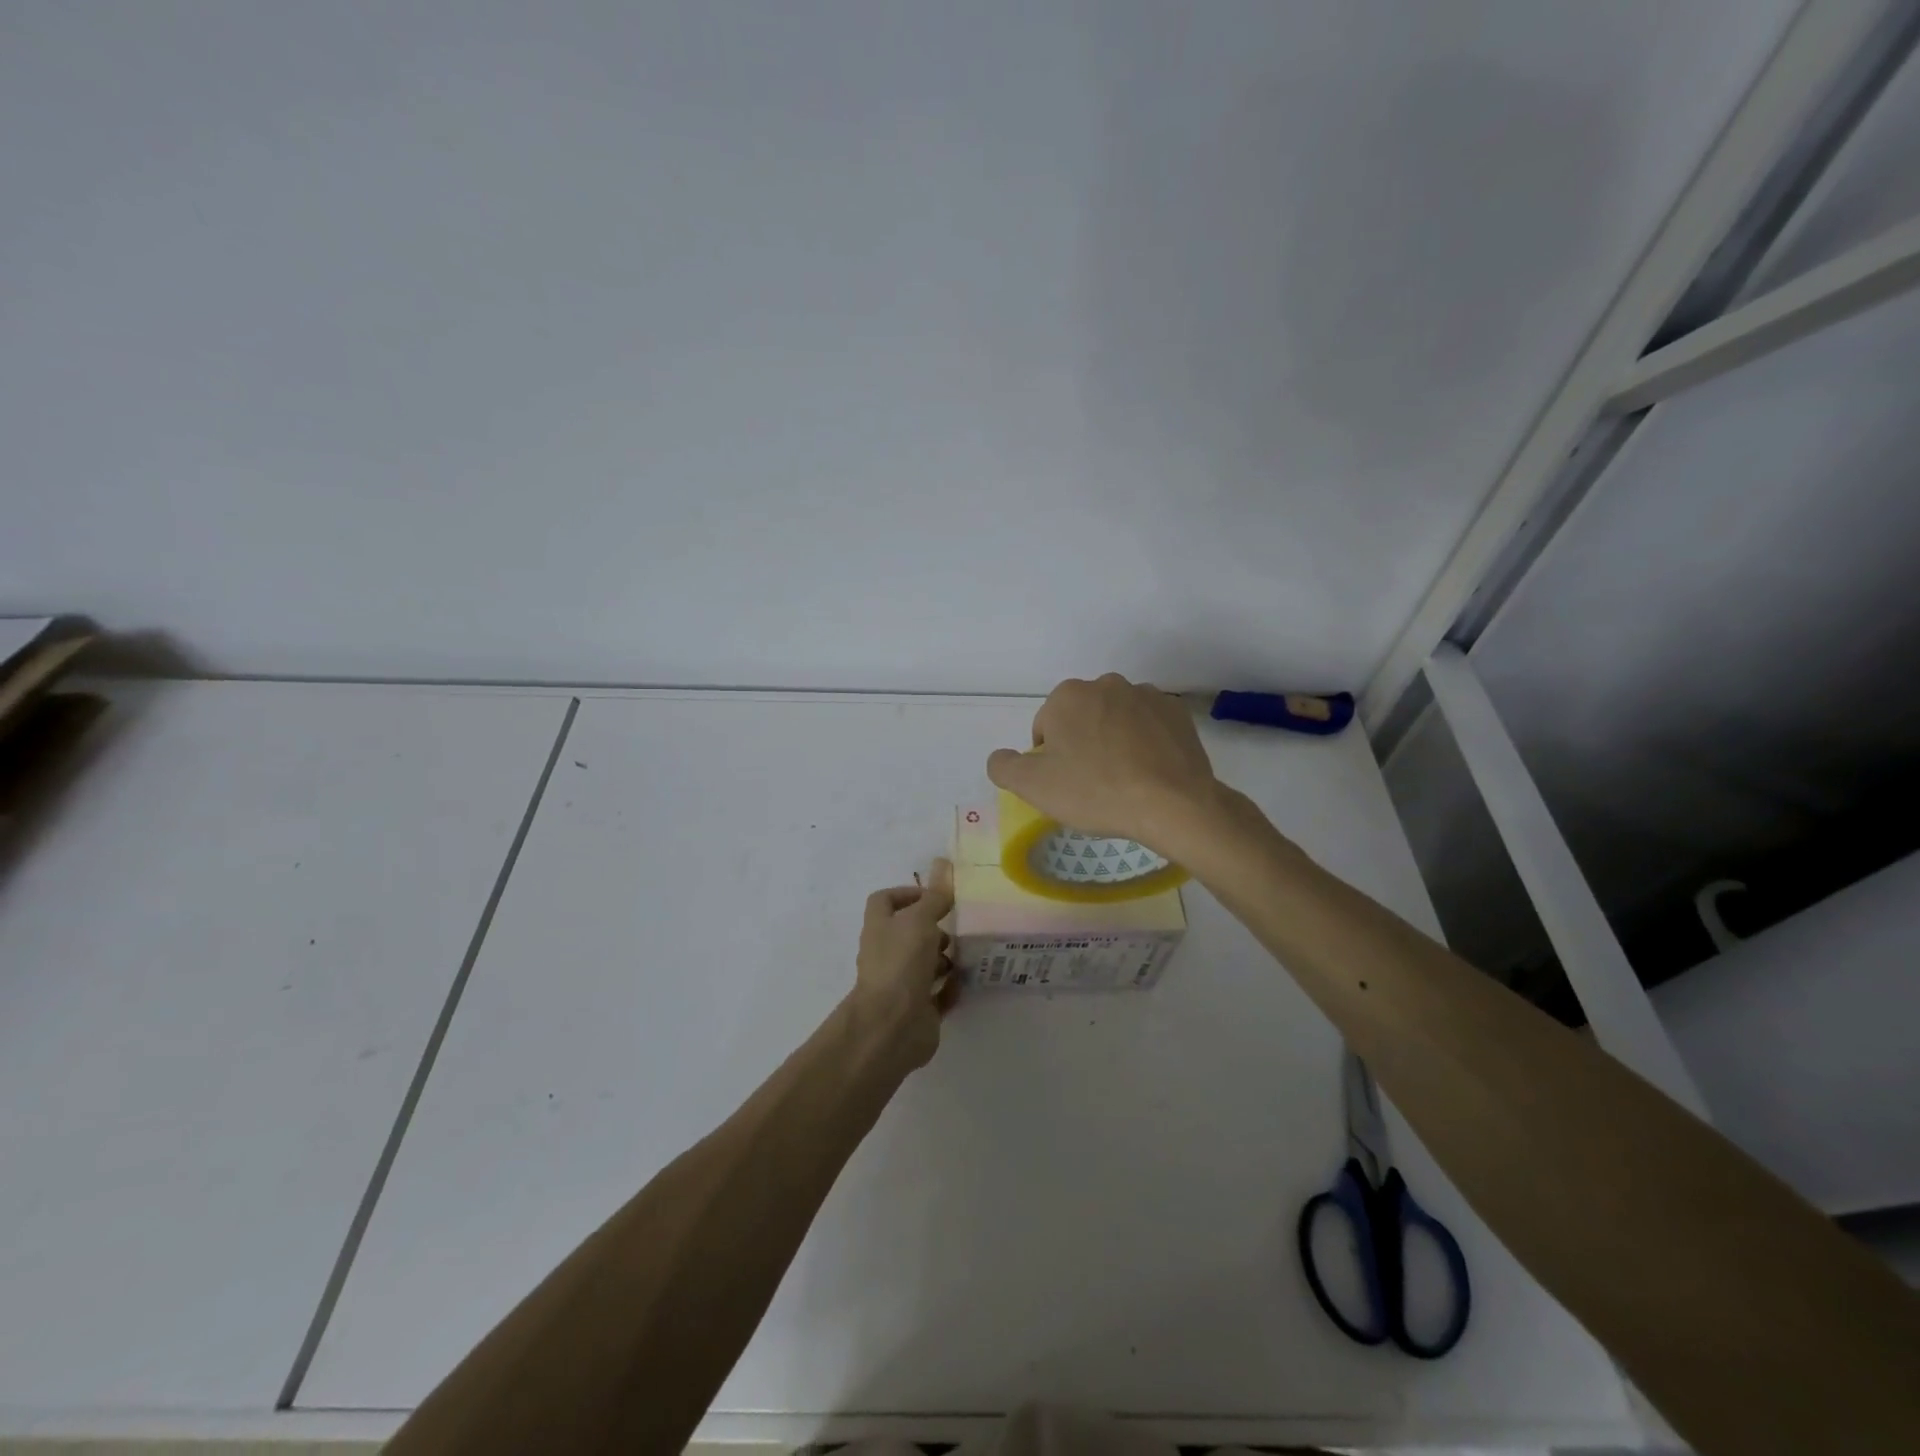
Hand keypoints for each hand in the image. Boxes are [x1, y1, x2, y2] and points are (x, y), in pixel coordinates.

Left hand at [851, 858, 955, 1068]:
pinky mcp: (917, 1010)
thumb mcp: (920, 920)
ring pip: (924, 963)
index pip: (885, 900)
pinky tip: (967, 981)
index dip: (907, 893)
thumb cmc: (901, 963)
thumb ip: (934, 896)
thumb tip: (943, 864)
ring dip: (944, 958)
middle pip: (908, 933)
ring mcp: (901, 983)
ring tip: (966, 954)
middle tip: (957, 928)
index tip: (935, 897)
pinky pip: (937, 994)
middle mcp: (887, 953)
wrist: (892, 1025)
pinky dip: (951, 988)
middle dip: (934, 929)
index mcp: (880, 927)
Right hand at [987, 673, 1224, 855]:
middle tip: (1092, 784)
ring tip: (1124, 780)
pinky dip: (1146, 743)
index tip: (1066, 784)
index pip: (1045, 728)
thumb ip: (1004, 767)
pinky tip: (1149, 772)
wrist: (1173, 803)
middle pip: (1082, 719)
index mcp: (1067, 696)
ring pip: (1116, 720)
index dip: (1050, 759)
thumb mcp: (1034, 786)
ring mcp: (1146, 694)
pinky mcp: (1177, 712)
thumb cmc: (1096, 791)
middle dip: (1082, 745)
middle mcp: (1106, 684)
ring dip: (1114, 741)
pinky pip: (1150, 726)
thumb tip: (1000, 757)